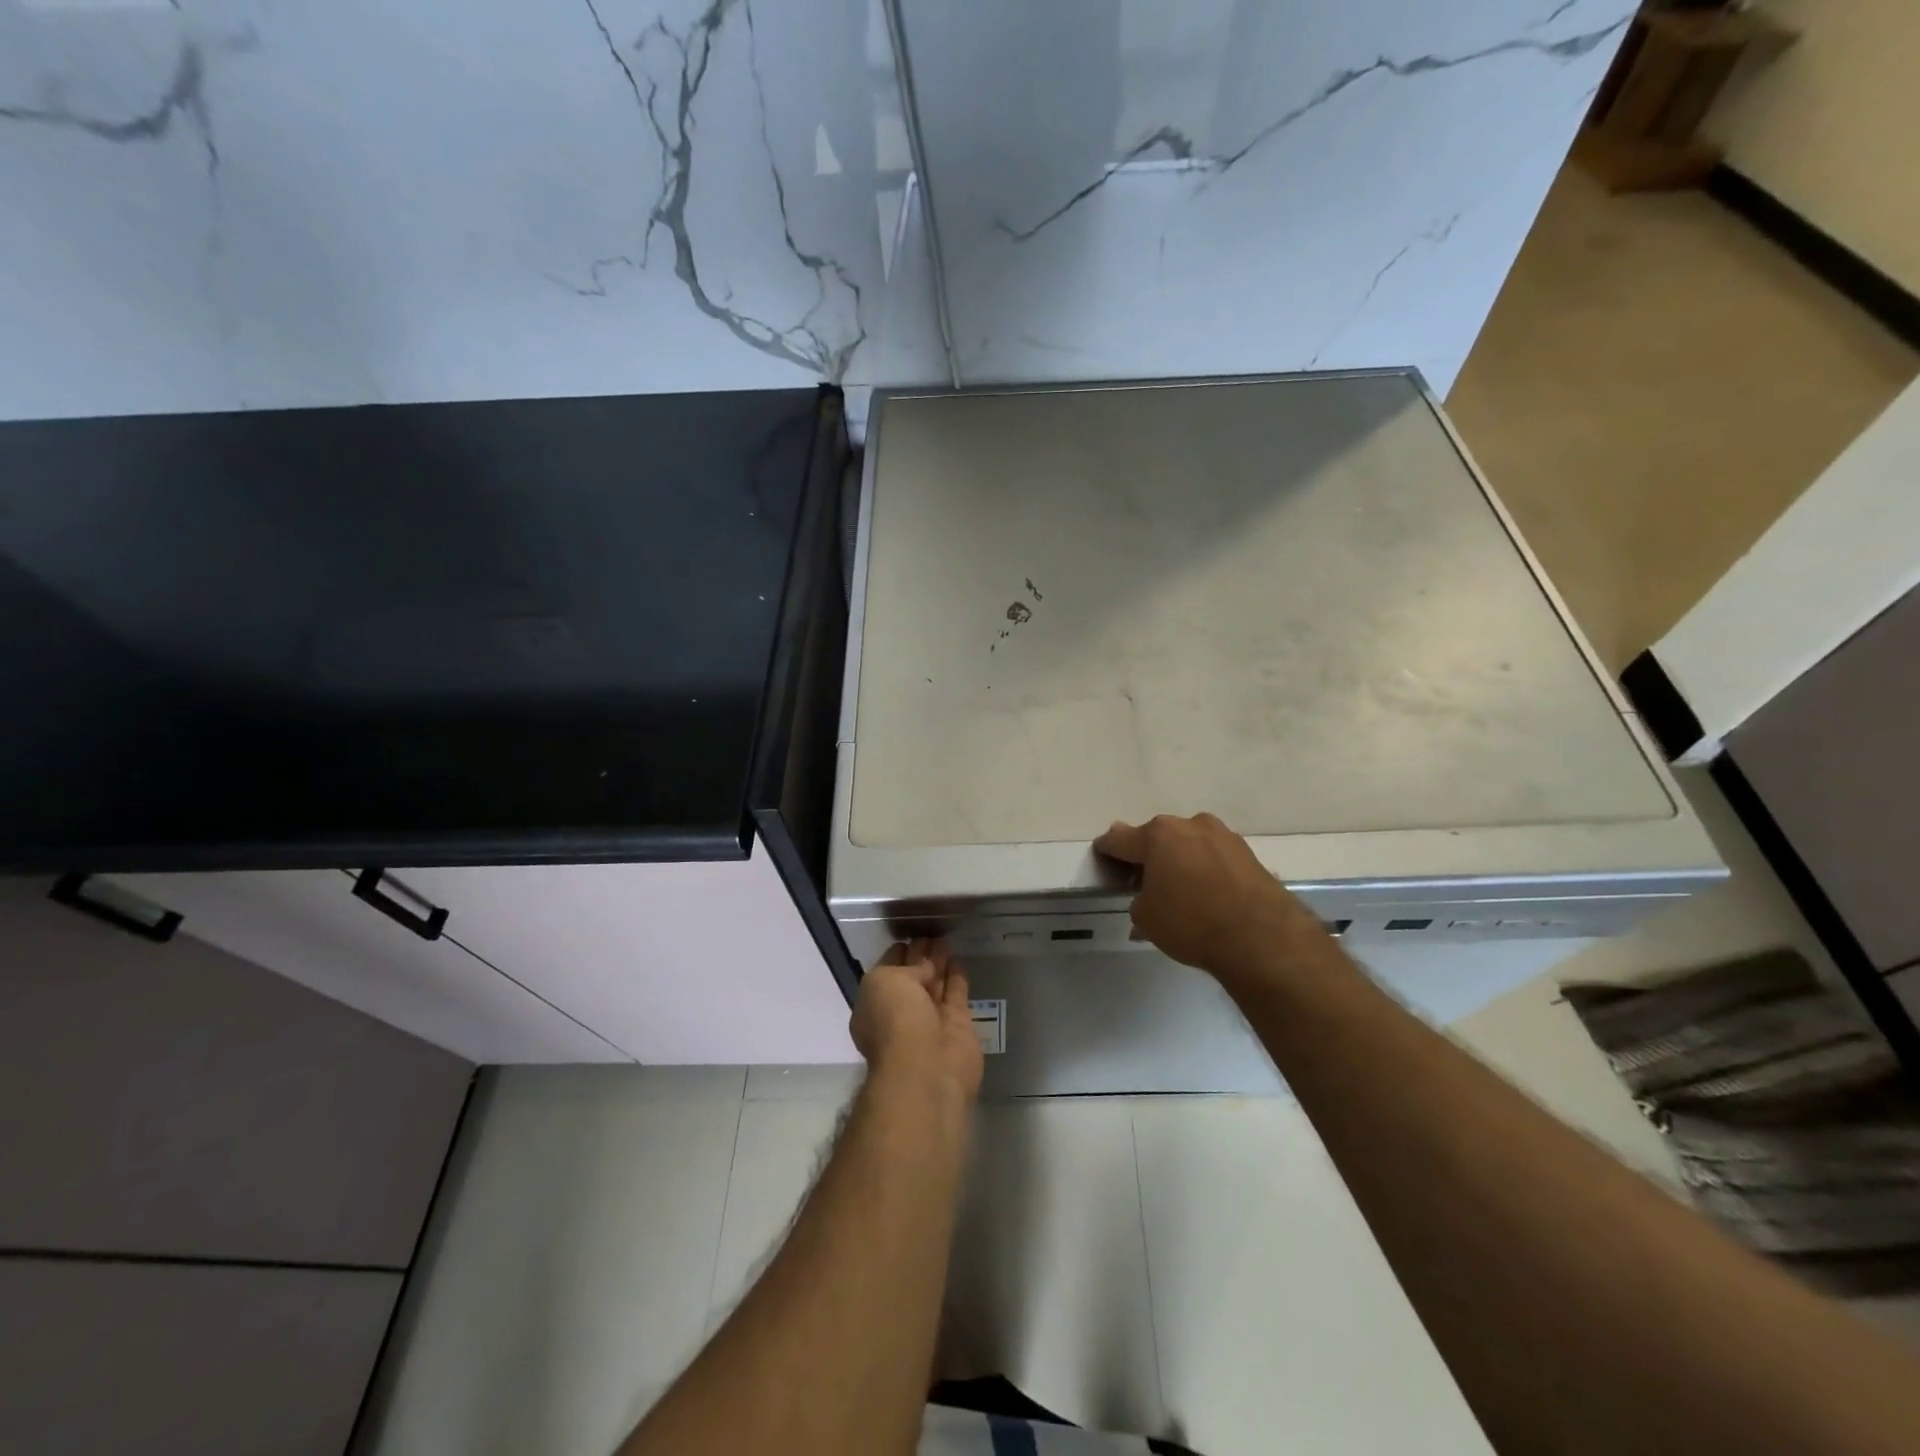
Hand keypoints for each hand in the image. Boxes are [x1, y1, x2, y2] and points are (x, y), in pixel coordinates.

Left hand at [851, 939, 983, 1101]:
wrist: (927, 1069)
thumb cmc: (896, 1020)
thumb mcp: (886, 981)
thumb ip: (905, 968)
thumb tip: (926, 967)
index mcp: (875, 1004)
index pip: (887, 971)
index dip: (897, 952)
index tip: (908, 934)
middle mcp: (900, 1012)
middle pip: (912, 976)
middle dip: (919, 955)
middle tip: (930, 931)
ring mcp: (930, 1020)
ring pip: (935, 983)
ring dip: (938, 962)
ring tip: (945, 938)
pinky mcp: (958, 1026)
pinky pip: (956, 994)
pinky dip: (956, 977)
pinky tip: (958, 958)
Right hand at [1093, 813, 1323, 976]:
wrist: (1262, 937)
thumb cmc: (1191, 923)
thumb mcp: (1146, 918)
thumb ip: (1138, 897)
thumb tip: (1147, 891)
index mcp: (1157, 835)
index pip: (1120, 839)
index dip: (1107, 850)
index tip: (1102, 856)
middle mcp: (1189, 825)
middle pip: (1158, 837)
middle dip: (1148, 854)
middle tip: (1143, 878)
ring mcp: (1223, 835)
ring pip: (1189, 843)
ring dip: (1181, 859)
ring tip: (1180, 887)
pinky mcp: (1248, 853)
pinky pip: (1214, 857)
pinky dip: (1206, 869)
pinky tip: (1207, 892)